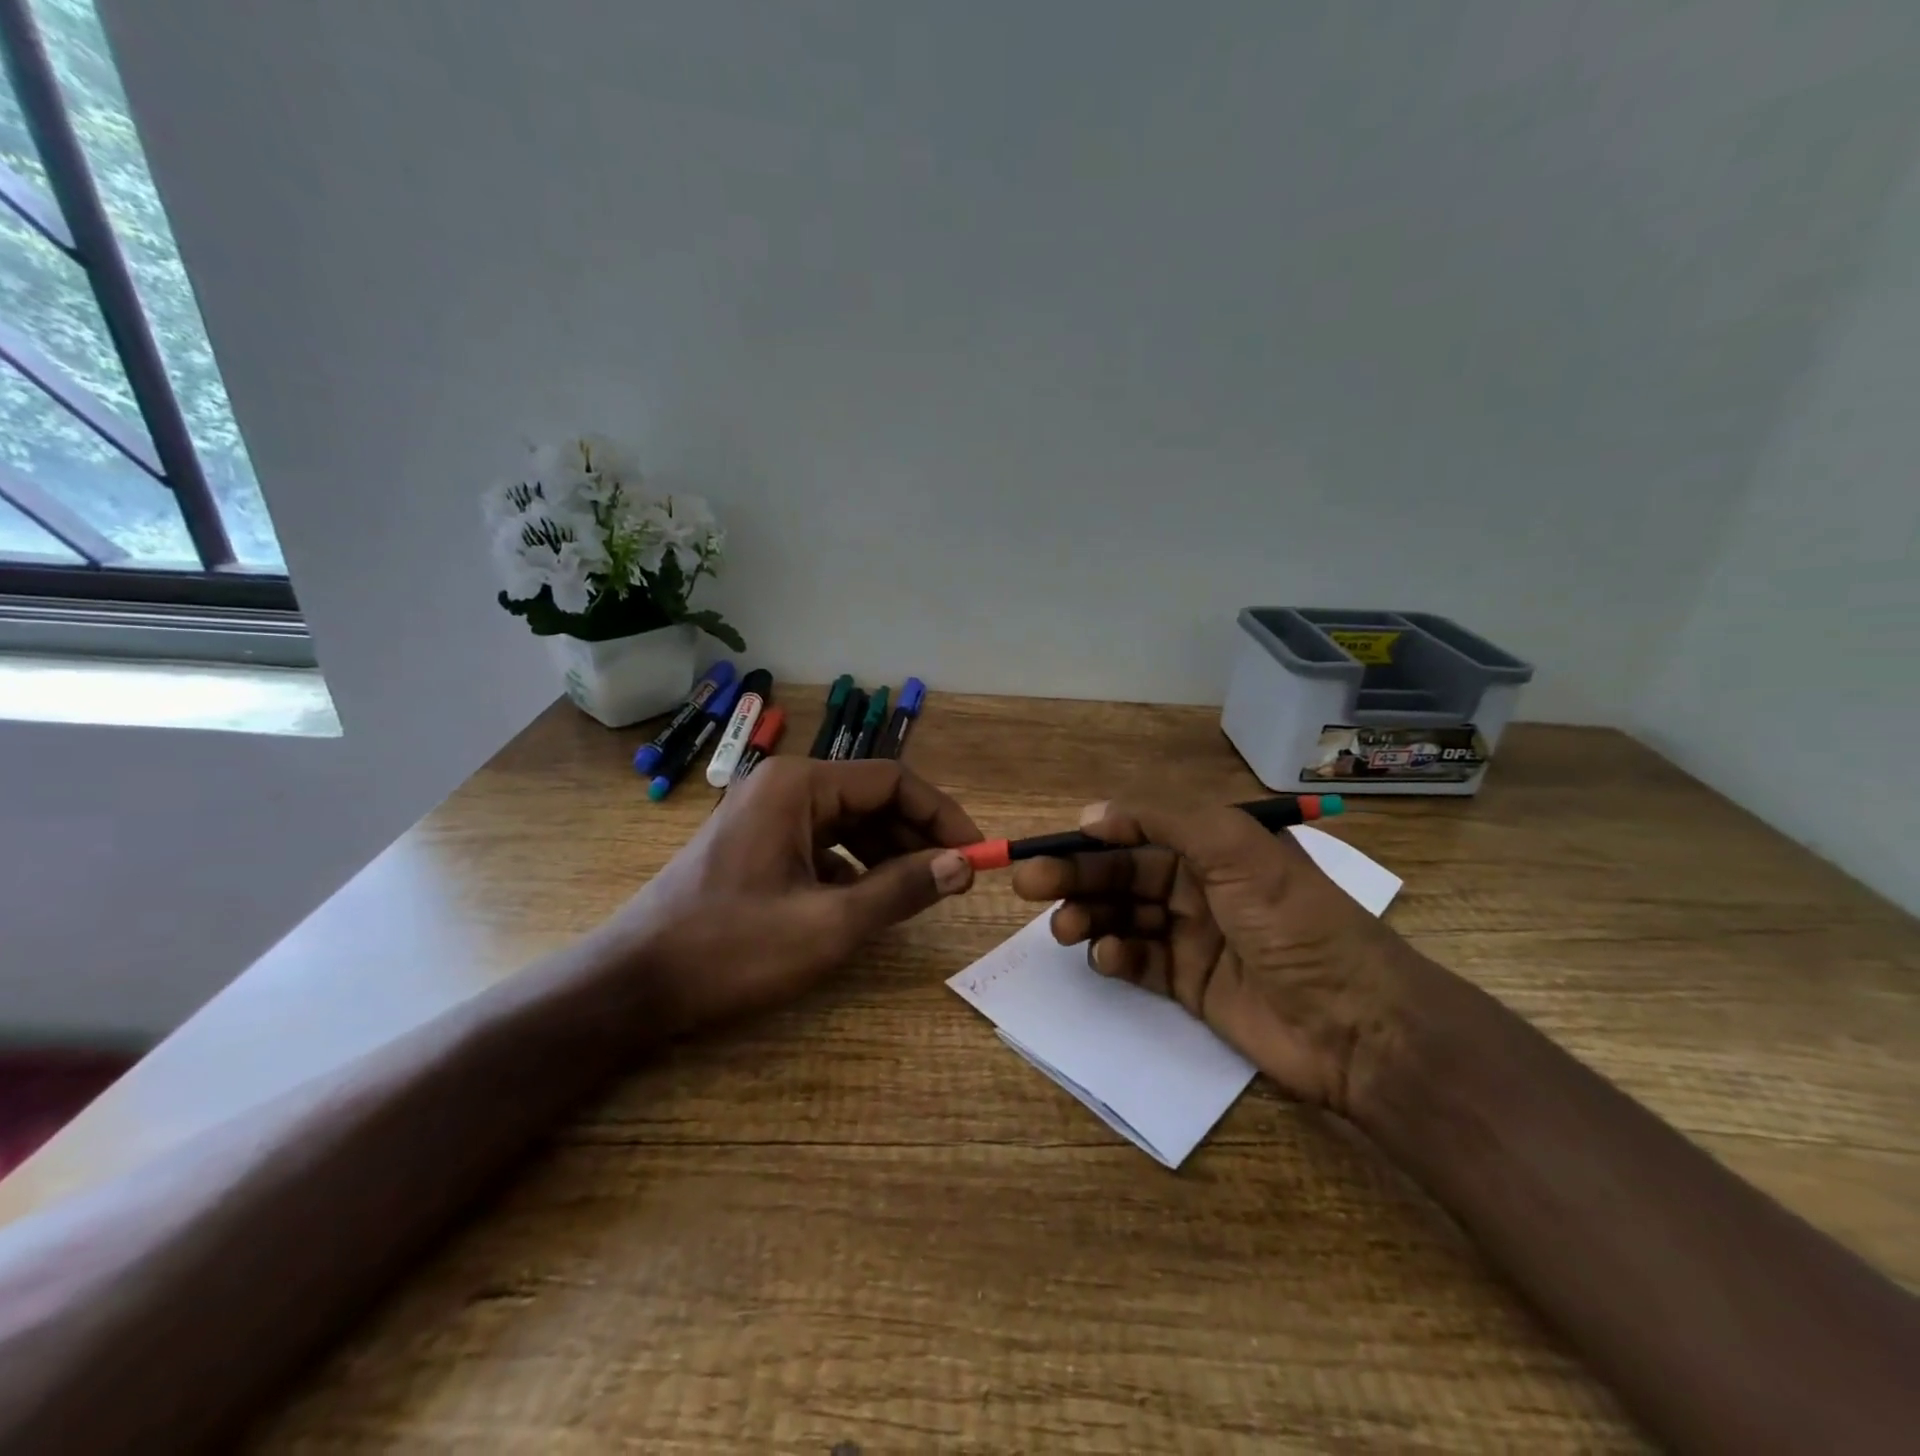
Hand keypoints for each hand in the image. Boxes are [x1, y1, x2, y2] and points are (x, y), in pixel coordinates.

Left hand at [606, 757, 979, 1031]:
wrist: (634, 984)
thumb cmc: (731, 948)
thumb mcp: (829, 925)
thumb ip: (902, 889)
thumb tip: (962, 864)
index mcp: (799, 786)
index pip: (892, 780)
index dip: (941, 814)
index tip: (975, 854)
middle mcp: (784, 786)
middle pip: (871, 798)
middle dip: (916, 835)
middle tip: (954, 878)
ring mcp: (767, 814)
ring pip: (849, 822)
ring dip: (889, 852)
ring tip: (919, 891)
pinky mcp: (757, 844)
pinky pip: (822, 844)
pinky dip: (854, 867)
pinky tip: (867, 902)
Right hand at [1010, 799, 1435, 1114]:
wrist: (1356, 1024)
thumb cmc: (1294, 922)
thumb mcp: (1237, 849)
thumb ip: (1164, 819)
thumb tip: (1092, 814)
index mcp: (1214, 845)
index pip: (1137, 831)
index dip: (1091, 837)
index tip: (1048, 848)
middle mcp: (1200, 884)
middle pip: (1122, 873)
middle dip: (1076, 877)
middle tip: (1029, 885)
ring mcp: (1193, 935)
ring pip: (1123, 916)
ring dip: (1089, 916)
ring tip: (1065, 928)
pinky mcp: (1189, 984)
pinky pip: (1138, 961)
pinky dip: (1116, 956)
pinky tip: (1108, 958)